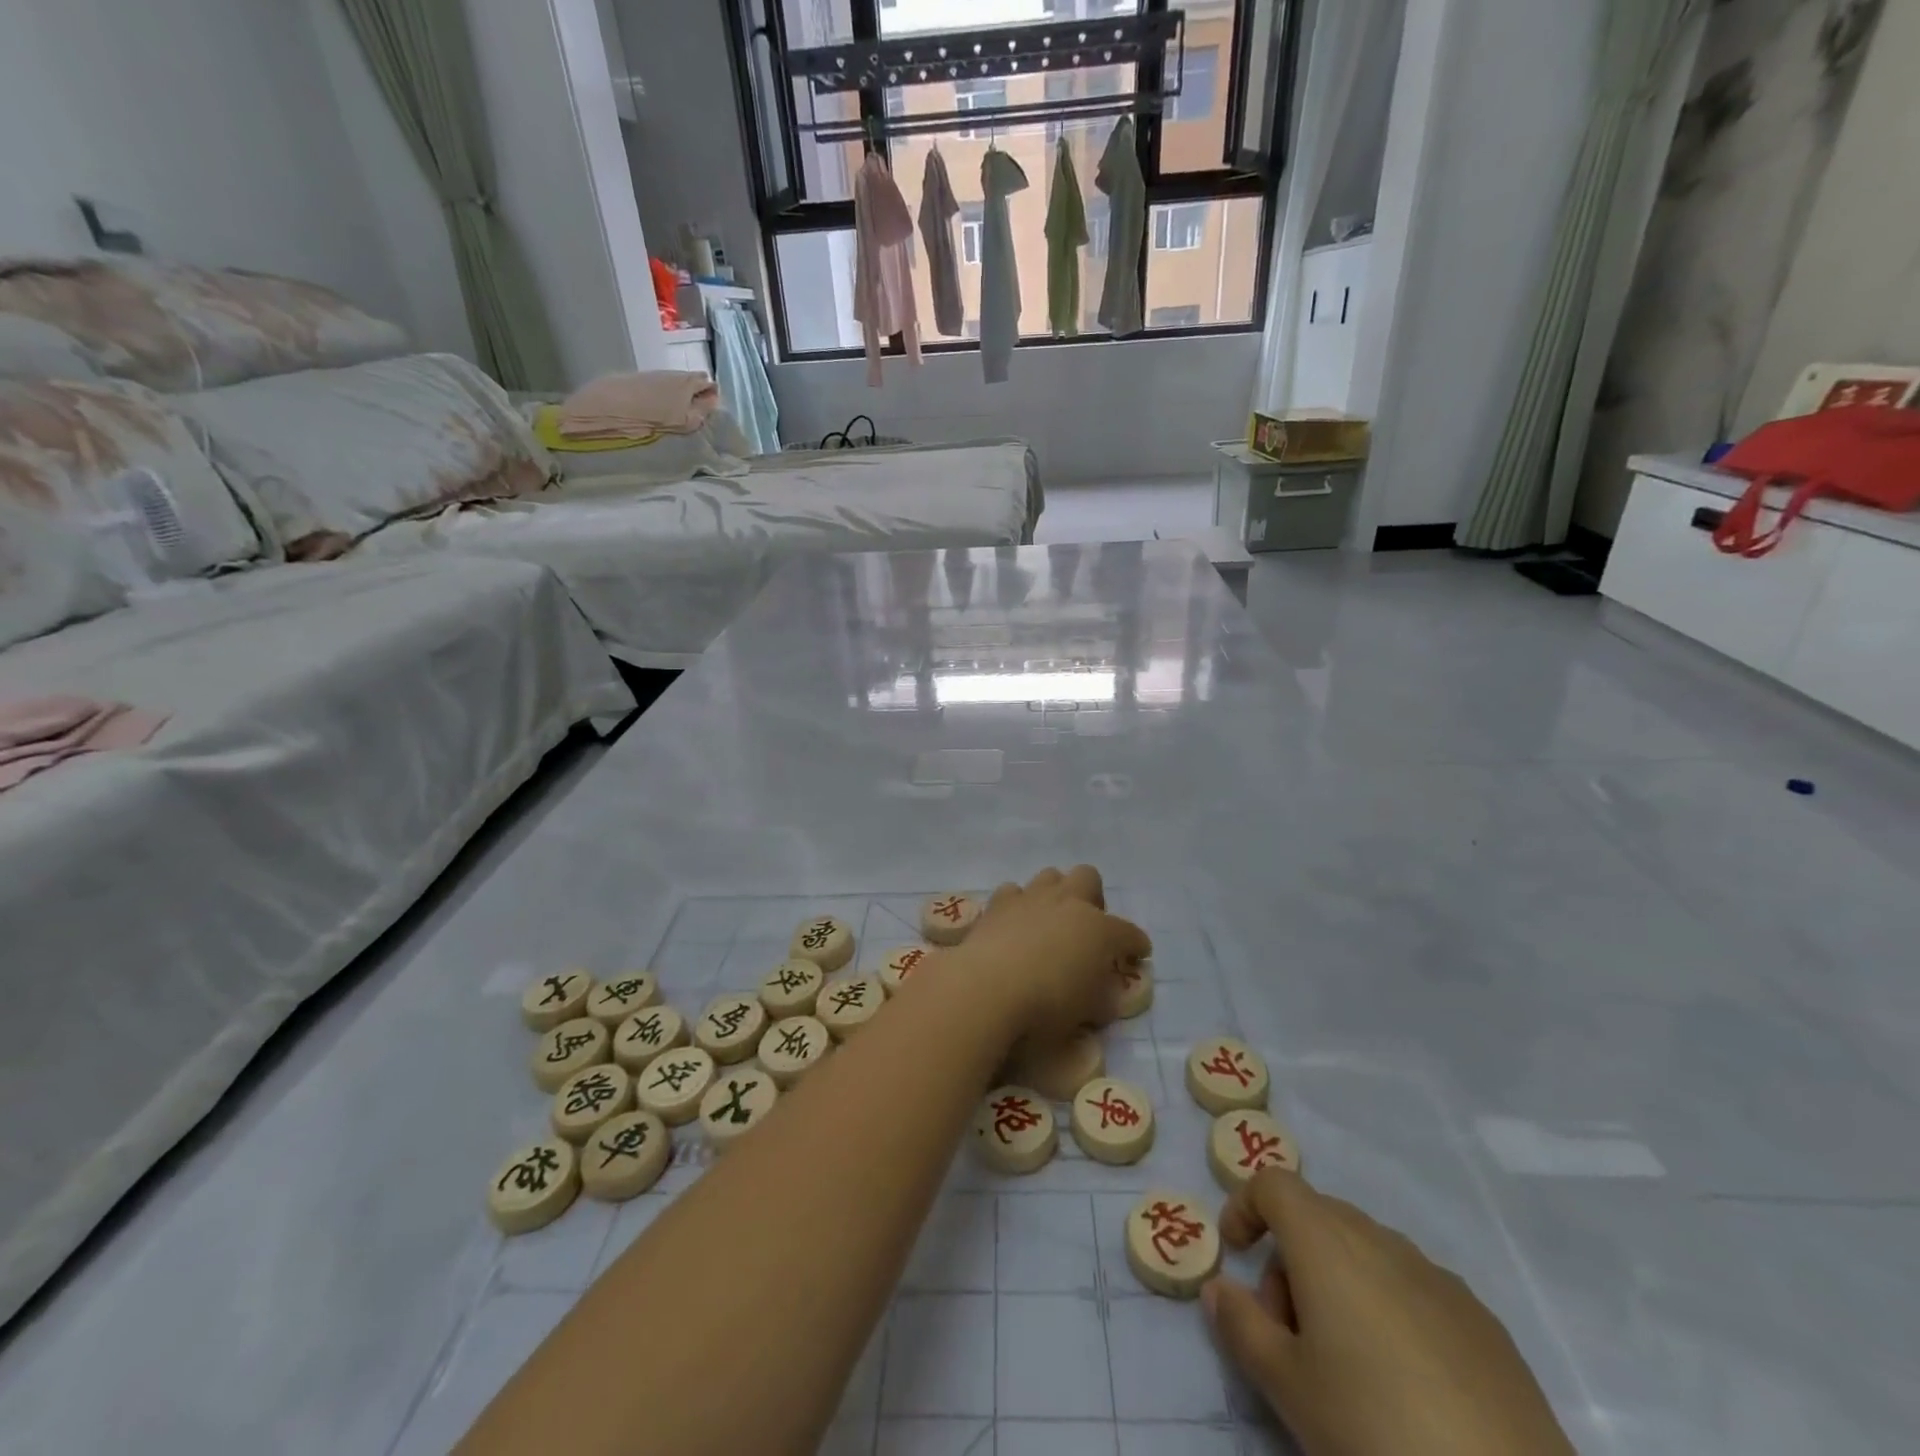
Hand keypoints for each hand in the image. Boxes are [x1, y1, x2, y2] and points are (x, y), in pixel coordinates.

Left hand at [946, 866, 1150, 1045]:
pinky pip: (1014, 892)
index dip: (1136, 945)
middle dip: (1092, 898)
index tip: (1138, 954)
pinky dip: (1018, 905)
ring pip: (1050, 876)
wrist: (987, 988)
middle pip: (1088, 878)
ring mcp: (1031, 897)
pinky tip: (1013, 926)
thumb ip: (1102, 998)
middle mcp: (1068, 903)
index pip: (1129, 933)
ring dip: (1055, 895)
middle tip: (1086, 929)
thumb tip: (1104, 995)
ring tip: (1049, 923)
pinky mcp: (998, 903)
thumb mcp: (1088, 1013)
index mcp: (1100, 930)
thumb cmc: (1047, 1006)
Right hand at [1203, 1170, 1574, 1455]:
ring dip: (1339, 1284)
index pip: (1273, 1184)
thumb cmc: (1375, 1430)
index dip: (1245, 1206)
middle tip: (1287, 1331)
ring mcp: (1438, 1278)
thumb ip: (1241, 1326)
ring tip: (1346, 1365)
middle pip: (1319, 1217)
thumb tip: (1218, 1288)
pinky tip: (1406, 1384)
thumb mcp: (1286, 1386)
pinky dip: (1389, 1309)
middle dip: (1290, 1259)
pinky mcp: (1484, 1323)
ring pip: (1367, 1252)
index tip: (1235, 1253)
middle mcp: (1381, 1240)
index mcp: (1327, 1242)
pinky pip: (1415, 1289)